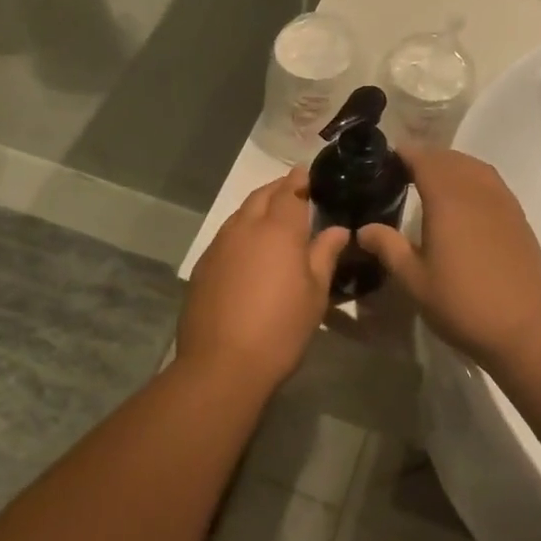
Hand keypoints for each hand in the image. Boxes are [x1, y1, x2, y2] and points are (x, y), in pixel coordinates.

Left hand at [176, 169, 349, 386]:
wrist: (222, 364)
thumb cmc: (280, 328)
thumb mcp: (315, 294)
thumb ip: (325, 255)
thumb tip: (337, 230)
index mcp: (278, 229)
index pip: (290, 191)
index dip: (300, 180)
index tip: (309, 175)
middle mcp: (245, 227)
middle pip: (262, 196)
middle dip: (278, 189)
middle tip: (295, 191)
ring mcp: (219, 245)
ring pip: (240, 214)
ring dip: (257, 208)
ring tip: (273, 218)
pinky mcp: (203, 266)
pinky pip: (226, 236)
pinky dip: (241, 231)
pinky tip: (249, 249)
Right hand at [356, 149, 540, 367]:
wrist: (523, 328)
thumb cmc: (461, 304)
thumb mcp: (414, 280)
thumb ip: (388, 248)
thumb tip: (364, 229)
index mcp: (448, 200)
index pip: (425, 160)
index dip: (406, 154)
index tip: (388, 157)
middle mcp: (477, 192)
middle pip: (451, 159)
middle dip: (428, 157)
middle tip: (406, 169)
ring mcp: (503, 203)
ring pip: (475, 167)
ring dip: (453, 165)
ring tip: (434, 179)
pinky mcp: (518, 218)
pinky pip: (493, 183)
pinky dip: (474, 178)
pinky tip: (466, 200)